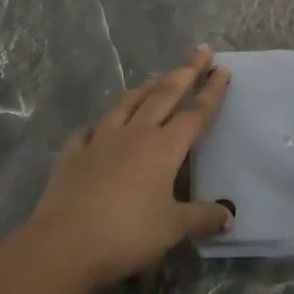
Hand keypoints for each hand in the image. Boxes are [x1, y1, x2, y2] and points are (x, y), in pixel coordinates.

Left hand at [25, 45, 233, 286]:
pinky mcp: (73, 153)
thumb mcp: (173, 229)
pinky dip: (101, 124)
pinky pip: (90, 131)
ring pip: (127, 103)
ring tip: (155, 78)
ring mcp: (100, 139)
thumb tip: (228, 215)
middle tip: (200, 51)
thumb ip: (202, 218)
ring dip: (145, 88)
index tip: (222, 69)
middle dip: (185, 71)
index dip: (211, 92)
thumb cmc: (127, 233)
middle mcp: (134, 133)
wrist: (65, 243)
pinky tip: (100, 126)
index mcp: (163, 148)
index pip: (194, 114)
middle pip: (164, 95)